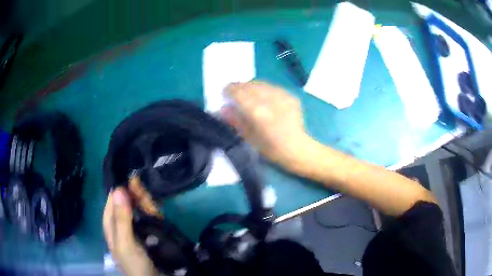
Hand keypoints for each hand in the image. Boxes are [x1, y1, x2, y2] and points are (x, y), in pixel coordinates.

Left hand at [103, 184, 158, 275]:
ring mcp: (139, 228)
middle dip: (131, 192)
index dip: (117, 189)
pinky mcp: (152, 231)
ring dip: (141, 197)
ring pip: (139, 208)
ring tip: (143, 184)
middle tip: (138, 178)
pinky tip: (153, 200)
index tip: (126, 175)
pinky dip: (152, 207)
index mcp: (112, 226)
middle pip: (126, 203)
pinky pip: (151, 216)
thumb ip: (121, 218)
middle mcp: (124, 224)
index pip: (111, 202)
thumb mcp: (125, 243)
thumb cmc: (135, 264)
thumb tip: (118, 189)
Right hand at [223, 81, 311, 169]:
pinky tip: (264, 98)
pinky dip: (265, 90)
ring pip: (261, 84)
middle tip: (235, 93)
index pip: (238, 92)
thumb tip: (223, 109)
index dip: (229, 90)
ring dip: (251, 87)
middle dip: (239, 87)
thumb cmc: (271, 148)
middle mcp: (269, 100)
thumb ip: (235, 121)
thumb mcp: (249, 138)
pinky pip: (273, 87)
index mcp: (257, 112)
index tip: (225, 93)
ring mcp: (282, 96)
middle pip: (249, 86)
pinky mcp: (291, 96)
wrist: (298, 149)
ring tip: (248, 94)